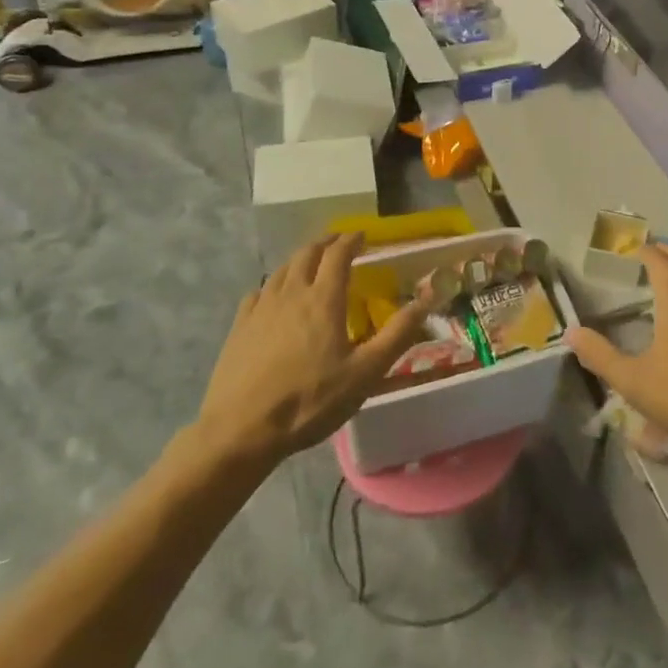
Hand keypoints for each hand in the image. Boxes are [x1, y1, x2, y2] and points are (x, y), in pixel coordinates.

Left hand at [191, 233, 433, 468]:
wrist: (240, 431)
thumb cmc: (310, 400)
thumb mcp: (365, 372)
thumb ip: (398, 333)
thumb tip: (428, 297)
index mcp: (323, 298)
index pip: (338, 254)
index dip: (352, 240)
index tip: (363, 236)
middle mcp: (291, 292)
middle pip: (307, 253)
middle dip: (326, 243)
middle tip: (340, 244)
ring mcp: (261, 308)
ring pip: (282, 269)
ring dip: (301, 259)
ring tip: (312, 264)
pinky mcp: (239, 326)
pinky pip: (260, 291)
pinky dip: (274, 284)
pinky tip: (275, 297)